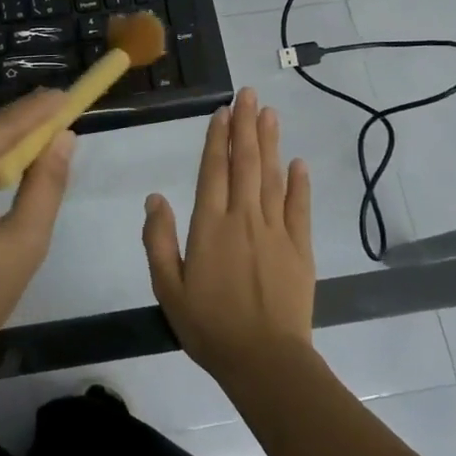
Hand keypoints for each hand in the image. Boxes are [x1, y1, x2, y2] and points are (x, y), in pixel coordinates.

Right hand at [143, 88, 314, 384]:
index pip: (213, 170)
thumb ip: (159, 240)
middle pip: (245, 163)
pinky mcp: (300, 248)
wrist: (264, 361)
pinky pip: (300, 207)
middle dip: (246, 126)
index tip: (223, 111)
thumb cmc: (209, 326)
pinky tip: (298, 162)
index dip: (217, 138)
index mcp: (210, 225)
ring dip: (270, 143)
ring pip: (272, 177)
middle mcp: (244, 218)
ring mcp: (276, 231)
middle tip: (249, 94)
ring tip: (270, 113)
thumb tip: (155, 197)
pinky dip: (299, 183)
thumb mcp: (168, 288)